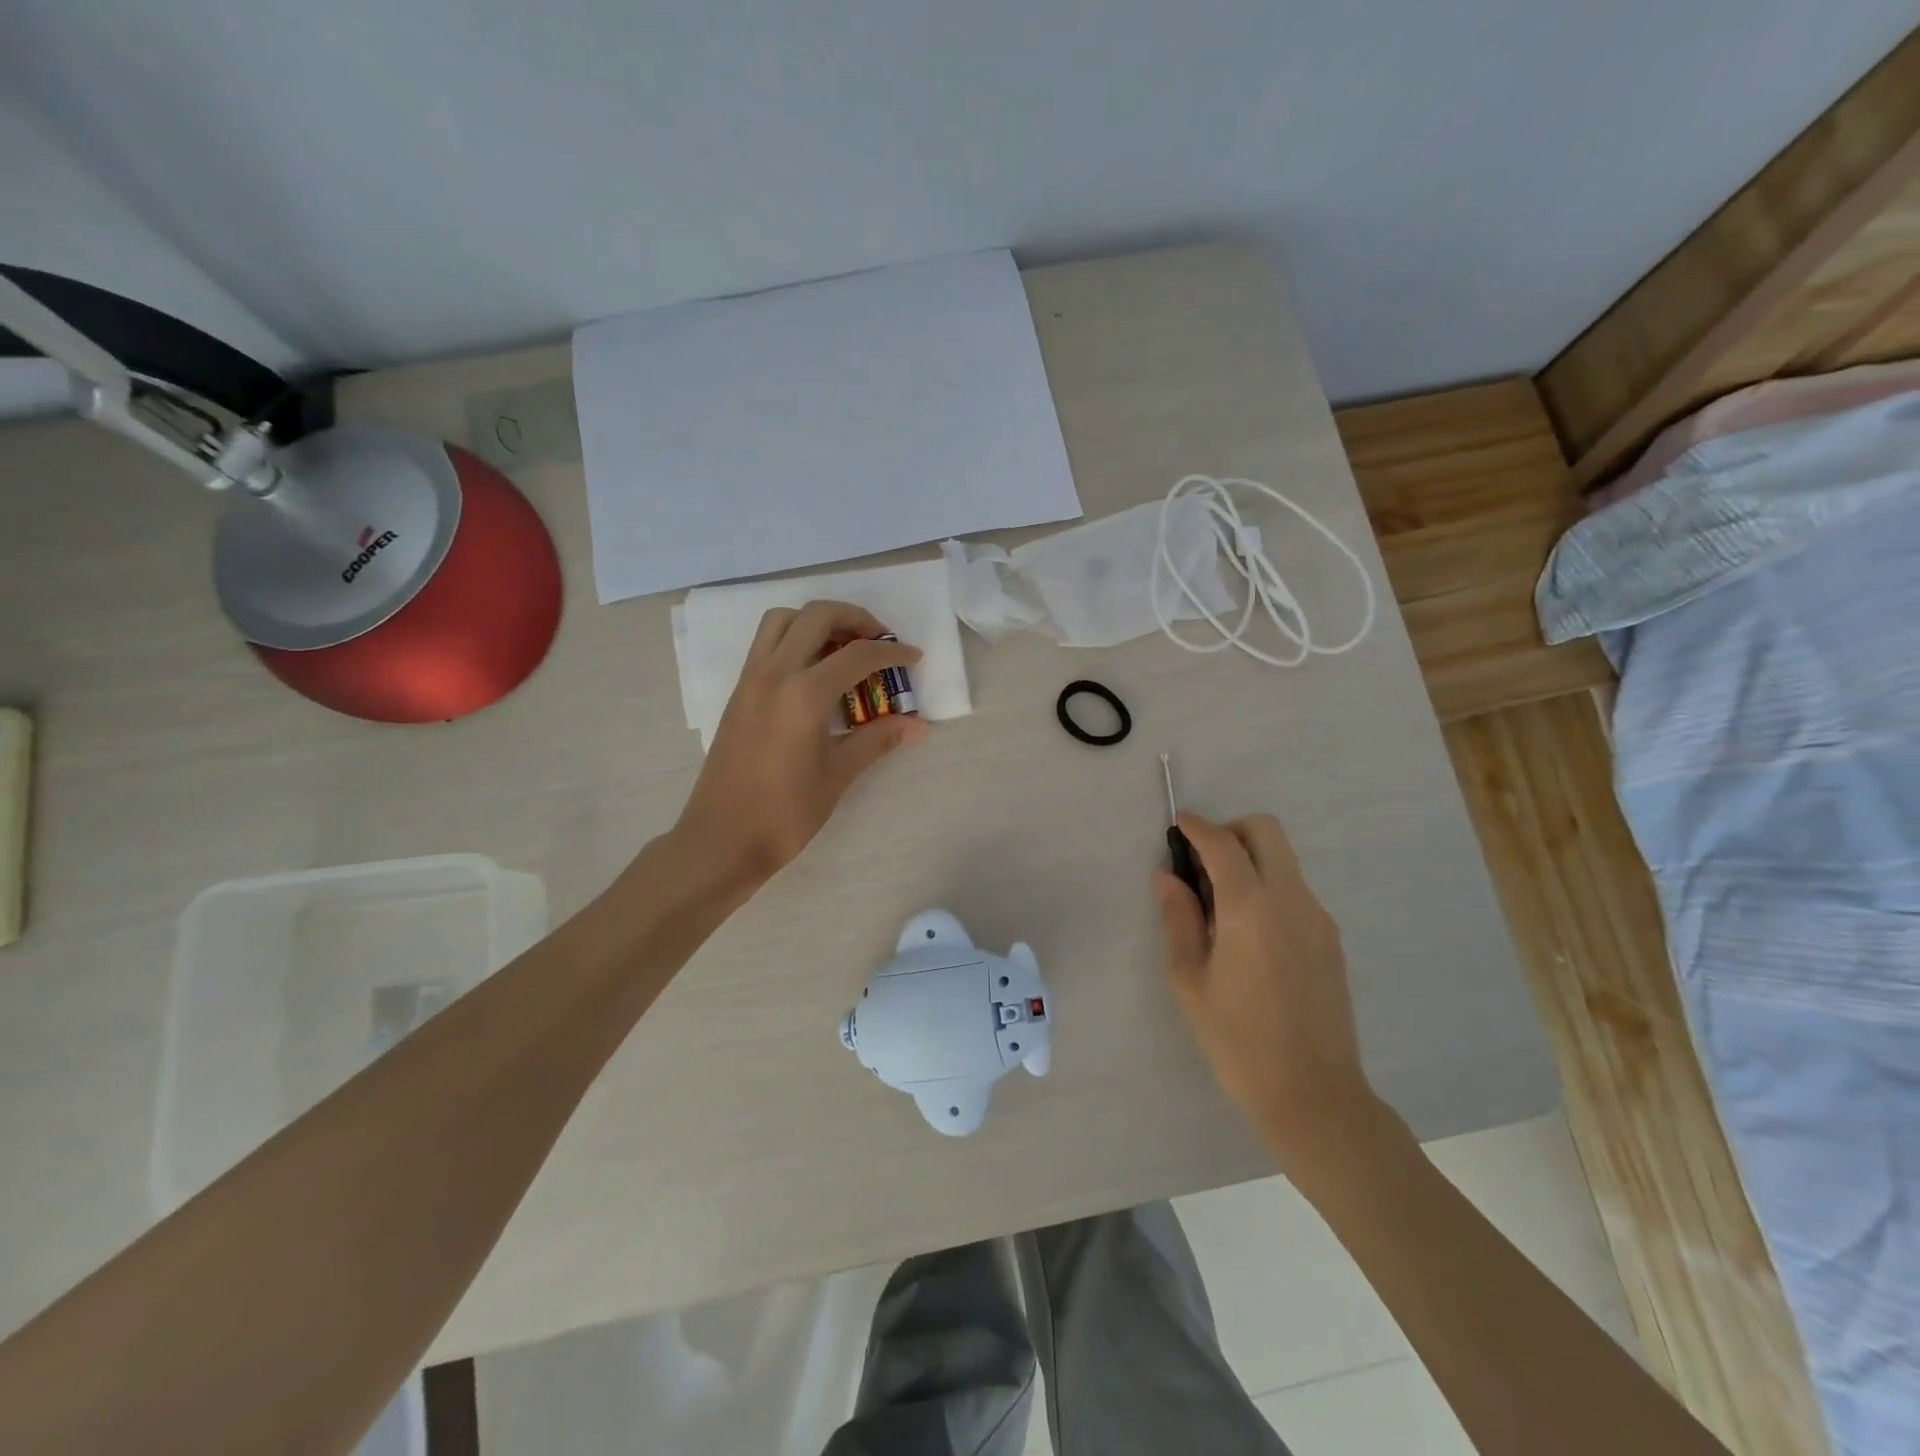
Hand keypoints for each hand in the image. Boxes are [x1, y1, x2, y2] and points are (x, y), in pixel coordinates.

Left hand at [674, 601, 927, 889]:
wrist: (721, 839)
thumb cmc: (784, 813)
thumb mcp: (837, 775)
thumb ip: (877, 741)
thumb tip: (918, 726)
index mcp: (804, 694)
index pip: (857, 655)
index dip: (891, 652)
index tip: (913, 657)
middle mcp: (774, 674)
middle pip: (817, 617)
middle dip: (855, 618)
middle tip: (879, 640)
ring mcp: (750, 680)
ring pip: (783, 620)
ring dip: (817, 621)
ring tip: (843, 647)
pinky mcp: (738, 693)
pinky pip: (766, 644)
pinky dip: (795, 638)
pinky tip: (814, 672)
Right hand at [1156, 812, 1380, 1168]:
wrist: (1313, 1095)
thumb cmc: (1237, 1040)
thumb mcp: (1190, 980)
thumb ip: (1178, 919)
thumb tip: (1167, 877)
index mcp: (1250, 908)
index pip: (1222, 843)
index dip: (1197, 827)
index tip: (1178, 825)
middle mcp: (1291, 899)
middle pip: (1266, 831)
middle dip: (1230, 831)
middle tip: (1201, 863)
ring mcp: (1317, 918)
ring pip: (1283, 859)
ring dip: (1250, 859)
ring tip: (1219, 905)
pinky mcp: (1330, 938)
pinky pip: (1295, 889)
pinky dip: (1267, 886)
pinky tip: (1248, 932)